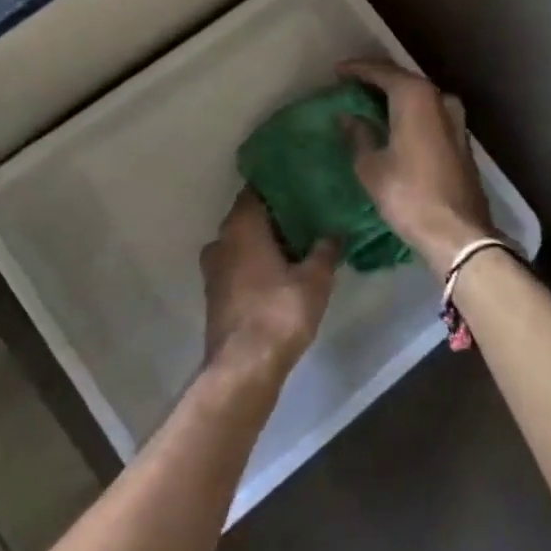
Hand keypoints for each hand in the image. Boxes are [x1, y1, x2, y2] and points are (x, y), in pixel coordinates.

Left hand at [199, 191, 338, 382]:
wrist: (244, 366)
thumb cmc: (279, 312)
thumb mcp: (314, 280)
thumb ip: (325, 250)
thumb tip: (336, 231)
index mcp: (241, 225)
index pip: (256, 190)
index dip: (277, 186)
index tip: (299, 185)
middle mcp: (221, 239)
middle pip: (248, 216)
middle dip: (274, 215)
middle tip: (306, 214)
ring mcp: (214, 266)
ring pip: (241, 241)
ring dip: (263, 241)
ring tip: (296, 244)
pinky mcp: (214, 292)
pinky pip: (236, 264)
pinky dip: (254, 262)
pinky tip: (278, 271)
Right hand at [340, 58, 494, 277]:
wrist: (457, 233)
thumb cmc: (407, 195)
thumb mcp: (371, 166)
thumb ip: (358, 134)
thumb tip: (348, 117)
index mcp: (415, 97)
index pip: (382, 71)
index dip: (357, 69)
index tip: (336, 71)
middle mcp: (439, 99)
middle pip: (403, 80)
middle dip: (376, 79)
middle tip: (350, 83)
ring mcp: (455, 119)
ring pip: (419, 97)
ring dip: (395, 96)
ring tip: (370, 101)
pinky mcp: (460, 139)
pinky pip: (429, 113)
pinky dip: (409, 111)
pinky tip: (394, 122)